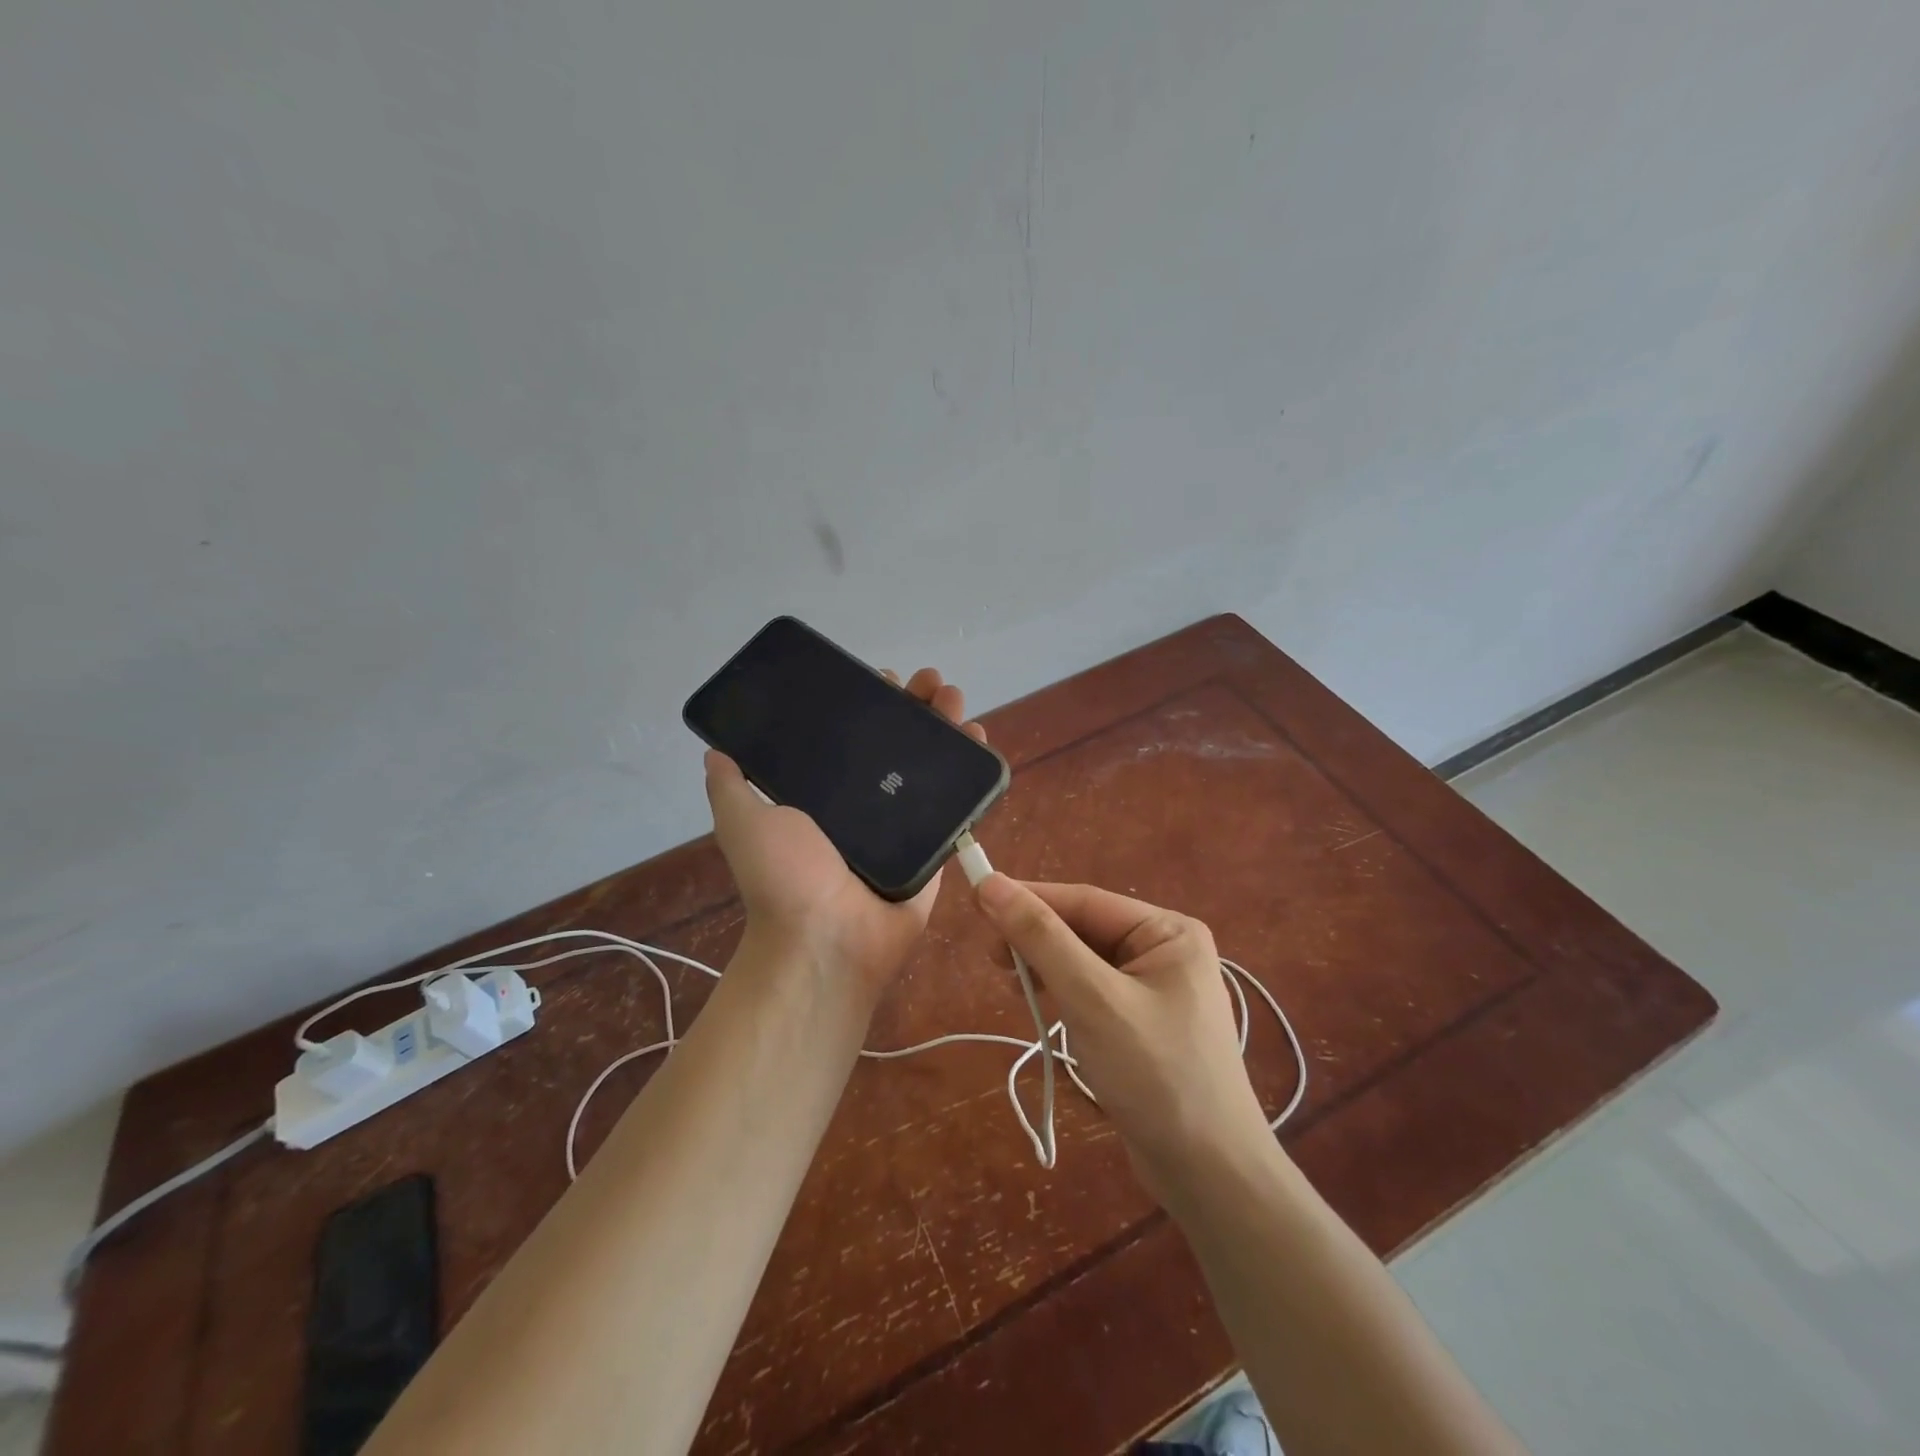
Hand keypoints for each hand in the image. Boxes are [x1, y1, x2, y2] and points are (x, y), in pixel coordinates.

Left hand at [704, 667, 987, 1001]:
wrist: (828, 939)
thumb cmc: (785, 878)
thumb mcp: (743, 823)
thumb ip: (730, 787)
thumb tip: (714, 750)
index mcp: (827, 793)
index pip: (852, 736)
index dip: (868, 704)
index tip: (881, 678)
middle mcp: (868, 802)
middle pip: (898, 742)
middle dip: (916, 706)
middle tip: (931, 681)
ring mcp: (905, 821)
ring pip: (931, 763)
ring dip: (947, 725)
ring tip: (956, 697)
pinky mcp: (937, 841)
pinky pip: (958, 800)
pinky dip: (973, 767)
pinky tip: (980, 735)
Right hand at [973, 877, 1274, 1196]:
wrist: (1209, 1176)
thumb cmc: (1154, 1074)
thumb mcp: (1091, 998)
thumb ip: (1041, 938)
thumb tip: (990, 883)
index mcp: (1168, 931)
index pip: (1085, 901)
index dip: (1028, 898)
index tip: (976, 899)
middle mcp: (1165, 950)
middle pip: (1084, 928)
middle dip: (1037, 939)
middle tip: (991, 956)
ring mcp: (1156, 989)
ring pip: (1084, 961)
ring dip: (1045, 967)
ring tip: (1010, 983)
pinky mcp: (1143, 1023)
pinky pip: (1092, 991)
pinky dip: (1062, 994)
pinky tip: (1039, 1006)